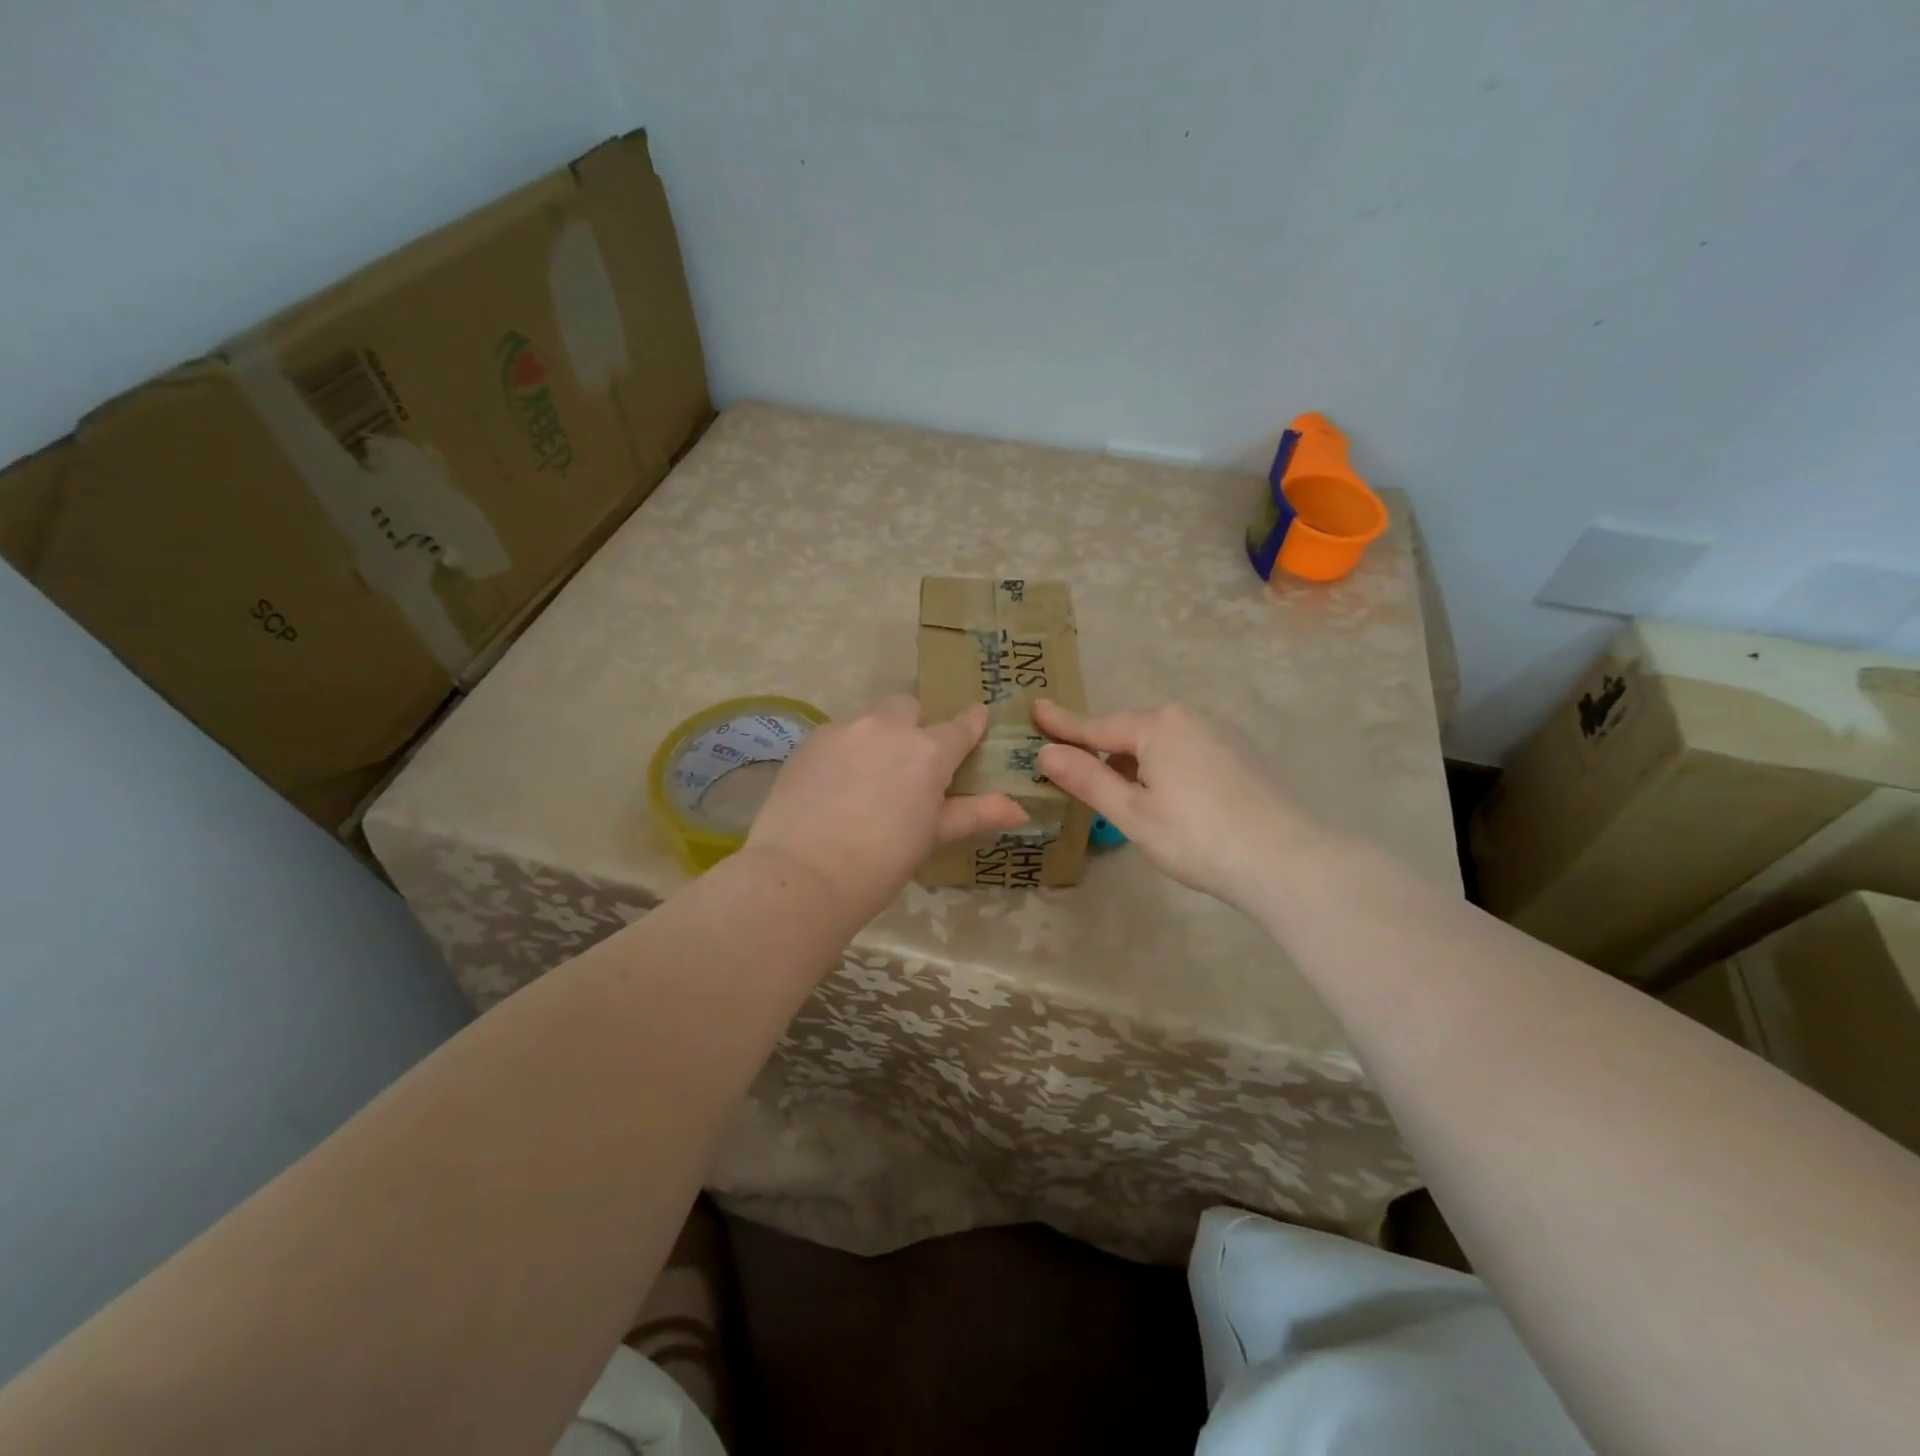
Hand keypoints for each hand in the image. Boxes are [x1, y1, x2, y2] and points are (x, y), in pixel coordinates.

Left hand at [746, 697, 1027, 920]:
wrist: (803, 874)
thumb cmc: (882, 862)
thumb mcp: (933, 836)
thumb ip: (975, 814)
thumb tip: (1021, 810)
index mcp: (928, 750)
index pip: (961, 725)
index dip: (972, 722)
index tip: (977, 719)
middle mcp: (888, 727)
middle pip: (910, 708)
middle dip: (916, 725)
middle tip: (911, 762)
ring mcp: (845, 729)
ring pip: (871, 718)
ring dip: (879, 735)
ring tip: (869, 776)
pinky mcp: (810, 740)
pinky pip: (839, 733)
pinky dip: (846, 748)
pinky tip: (836, 783)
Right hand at [1034, 700, 1323, 910]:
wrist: (1286, 860)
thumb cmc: (1196, 837)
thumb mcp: (1131, 812)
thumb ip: (1087, 778)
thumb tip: (1046, 752)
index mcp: (1159, 726)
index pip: (1098, 726)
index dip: (1063, 724)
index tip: (1035, 709)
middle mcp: (1190, 718)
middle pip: (1131, 733)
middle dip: (1103, 751)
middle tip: (1075, 774)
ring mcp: (1221, 734)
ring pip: (1161, 745)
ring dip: (1135, 764)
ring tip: (1121, 797)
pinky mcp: (1240, 755)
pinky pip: (1186, 753)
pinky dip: (1164, 769)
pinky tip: (1167, 800)